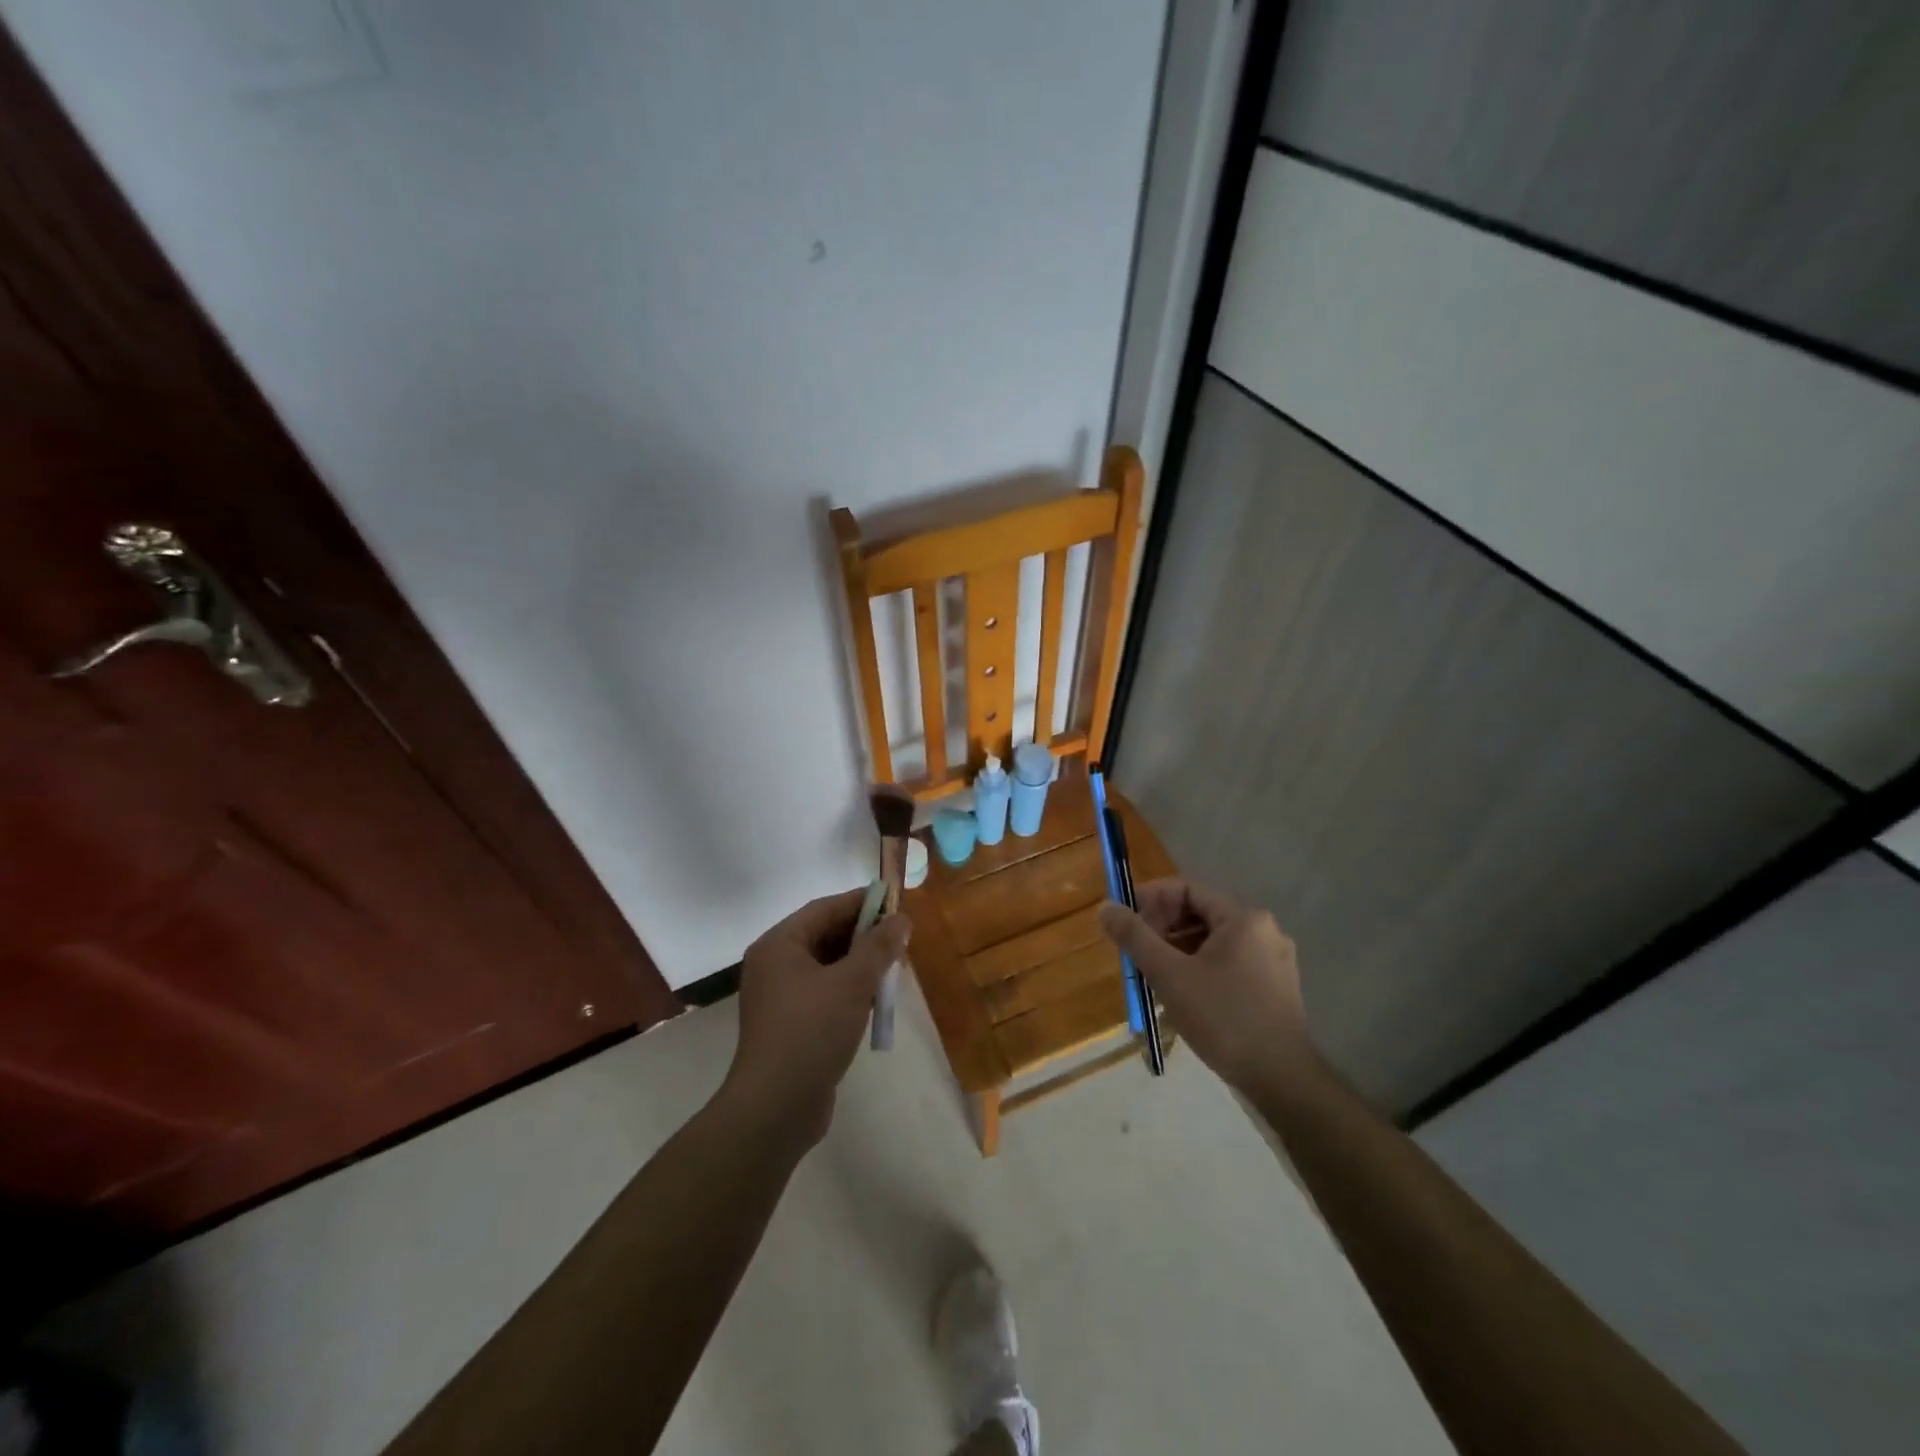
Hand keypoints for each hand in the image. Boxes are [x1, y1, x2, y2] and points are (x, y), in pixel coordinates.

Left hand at [721, 888, 910, 1143]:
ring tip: (894, 966)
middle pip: (825, 935)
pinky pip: (825, 991)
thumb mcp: (851, 984)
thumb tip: (901, 919)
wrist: (775, 1108)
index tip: (896, 901)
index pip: (824, 909)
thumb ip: (878, 947)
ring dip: (861, 964)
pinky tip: (876, 999)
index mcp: (779, 945)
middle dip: (864, 935)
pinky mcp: (791, 1023)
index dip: (861, 902)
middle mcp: (774, 964)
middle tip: (900, 937)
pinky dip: (850, 989)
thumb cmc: (811, 1032)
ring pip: (828, 966)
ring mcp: (780, 996)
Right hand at [1097, 878, 1314, 1093]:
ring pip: (1213, 940)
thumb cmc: (1223, 1019)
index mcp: (1243, 918)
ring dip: (1178, 949)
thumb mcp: (1169, 975)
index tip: (1125, 920)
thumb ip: (1135, 937)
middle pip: (1200, 912)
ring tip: (1153, 974)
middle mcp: (1264, 930)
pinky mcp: (1275, 987)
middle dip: (1162, 926)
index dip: (1150, 899)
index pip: (1187, 889)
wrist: (1282, 1081)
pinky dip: (1200, 967)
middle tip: (1135, 950)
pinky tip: (1183, 993)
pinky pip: (1228, 962)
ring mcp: (1274, 960)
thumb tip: (1104, 907)